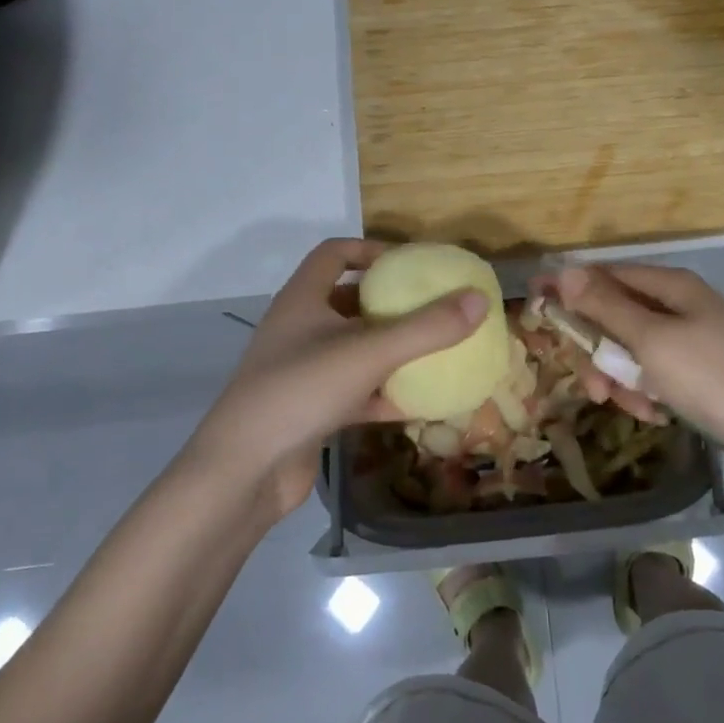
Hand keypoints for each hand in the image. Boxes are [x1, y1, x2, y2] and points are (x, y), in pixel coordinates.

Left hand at [188, 239, 485, 520]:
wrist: (244, 473)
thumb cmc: (300, 391)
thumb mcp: (369, 352)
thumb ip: (427, 328)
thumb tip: (479, 299)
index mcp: (303, 299)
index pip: (335, 254)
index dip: (371, 249)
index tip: (411, 263)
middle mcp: (300, 329)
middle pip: (349, 301)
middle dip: (391, 303)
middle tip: (434, 306)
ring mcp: (304, 372)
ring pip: (356, 349)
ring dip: (393, 349)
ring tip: (436, 350)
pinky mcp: (312, 410)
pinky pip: (358, 390)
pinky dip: (387, 392)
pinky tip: (422, 402)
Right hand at [546, 264, 723, 490]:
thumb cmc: (716, 378)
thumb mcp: (652, 341)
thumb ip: (606, 307)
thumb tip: (564, 271)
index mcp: (670, 286)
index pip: (605, 275)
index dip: (568, 289)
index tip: (534, 306)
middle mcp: (679, 306)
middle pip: (616, 317)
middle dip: (600, 352)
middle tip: (595, 387)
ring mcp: (692, 341)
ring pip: (632, 351)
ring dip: (622, 379)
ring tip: (634, 408)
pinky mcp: (700, 374)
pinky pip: (656, 374)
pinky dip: (647, 392)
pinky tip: (655, 415)